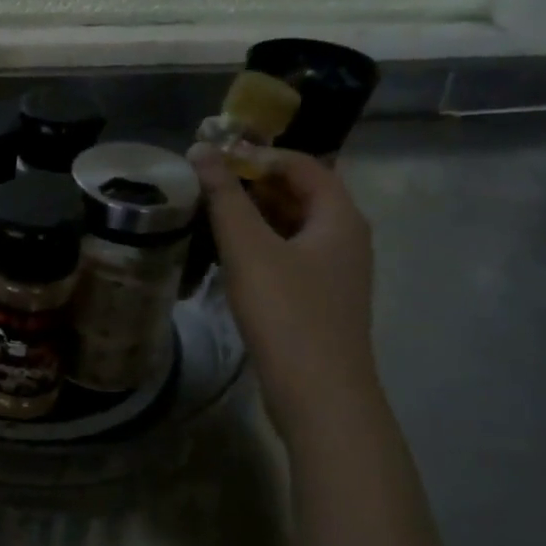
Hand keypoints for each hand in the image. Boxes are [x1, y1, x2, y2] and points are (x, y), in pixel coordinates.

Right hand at [188, 143, 377, 441]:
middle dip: (252, 183)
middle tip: (204, 184)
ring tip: (206, 214)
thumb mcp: (249, 250)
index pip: (302, 163)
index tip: (213, 157)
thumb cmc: (287, 314)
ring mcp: (334, 271)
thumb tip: (201, 149)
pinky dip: (258, 245)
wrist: (319, 395)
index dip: (258, 154)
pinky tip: (225, 255)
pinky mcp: (318, 298)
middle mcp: (345, 237)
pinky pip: (288, 254)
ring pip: (291, 226)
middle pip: (299, 193)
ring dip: (253, 215)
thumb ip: (225, 198)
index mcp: (340, 217)